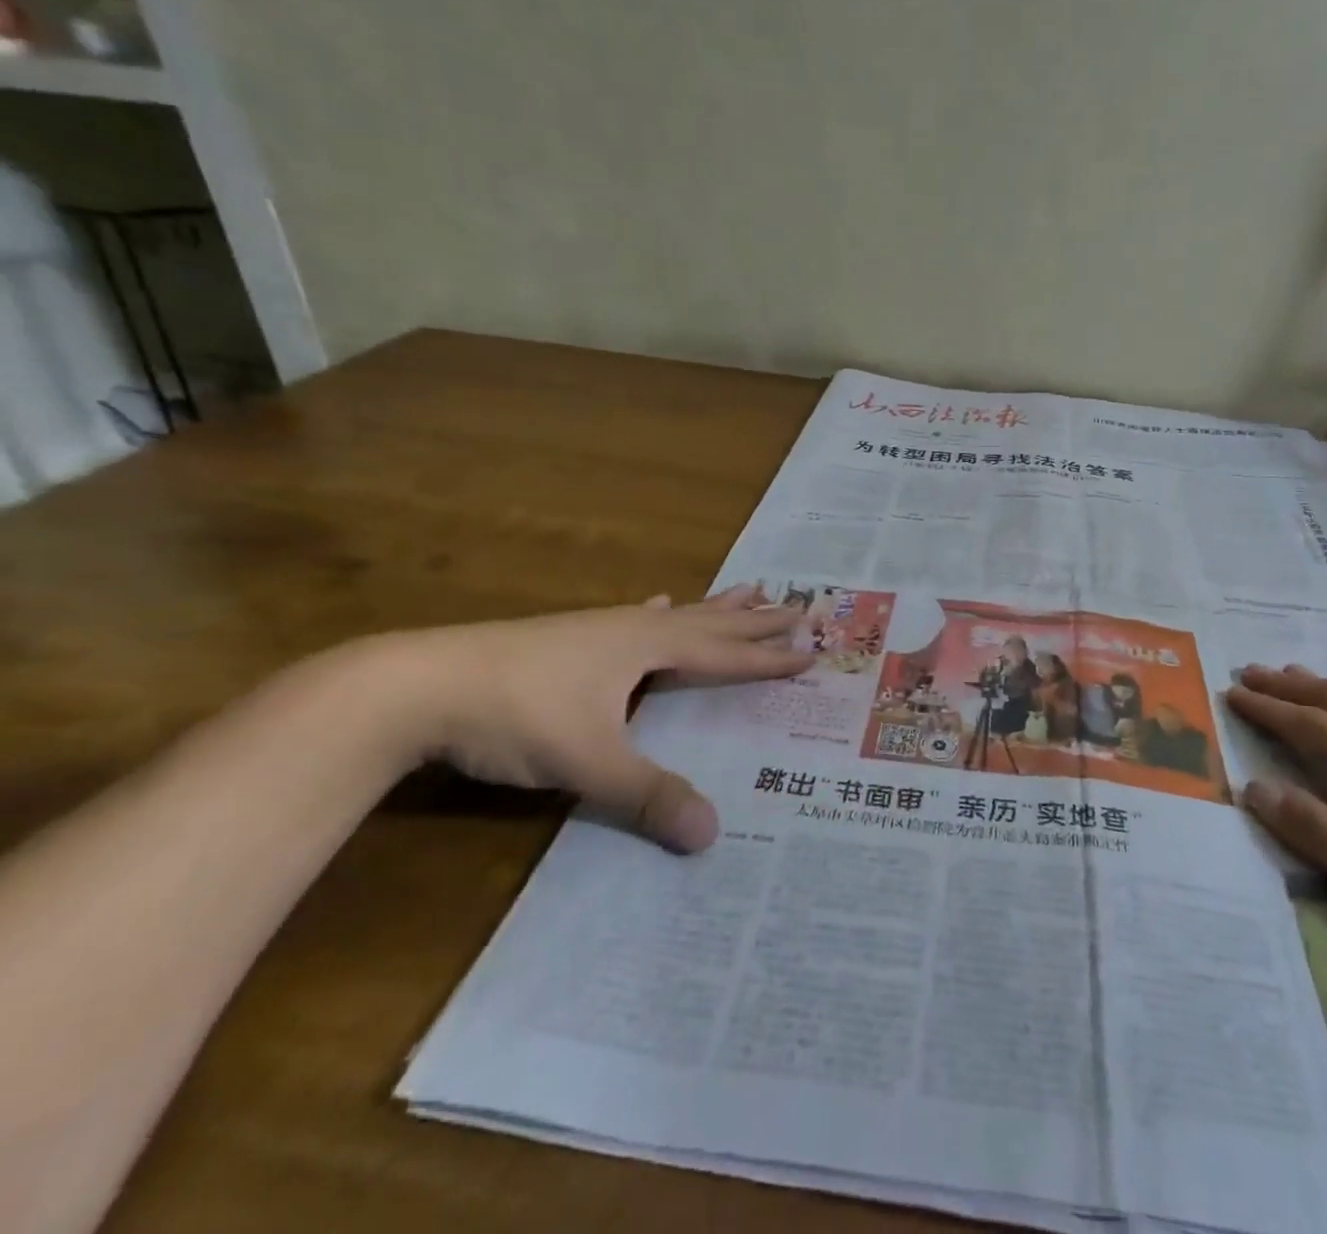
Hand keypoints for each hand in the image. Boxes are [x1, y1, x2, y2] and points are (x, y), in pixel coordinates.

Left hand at [401, 587, 808, 853]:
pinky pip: (635, 617)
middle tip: (800, 603)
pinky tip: (656, 601)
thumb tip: (713, 835)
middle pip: (711, 621)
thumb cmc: (517, 714)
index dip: (770, 656)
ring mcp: (600, 629)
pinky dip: (659, 611)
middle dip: (757, 618)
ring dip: (716, 606)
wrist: (417, 685)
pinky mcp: (570, 638)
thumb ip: (649, 796)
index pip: (727, 653)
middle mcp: (634, 628)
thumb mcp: (589, 762)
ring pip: (677, 613)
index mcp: (650, 647)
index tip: (813, 648)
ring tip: (749, 588)